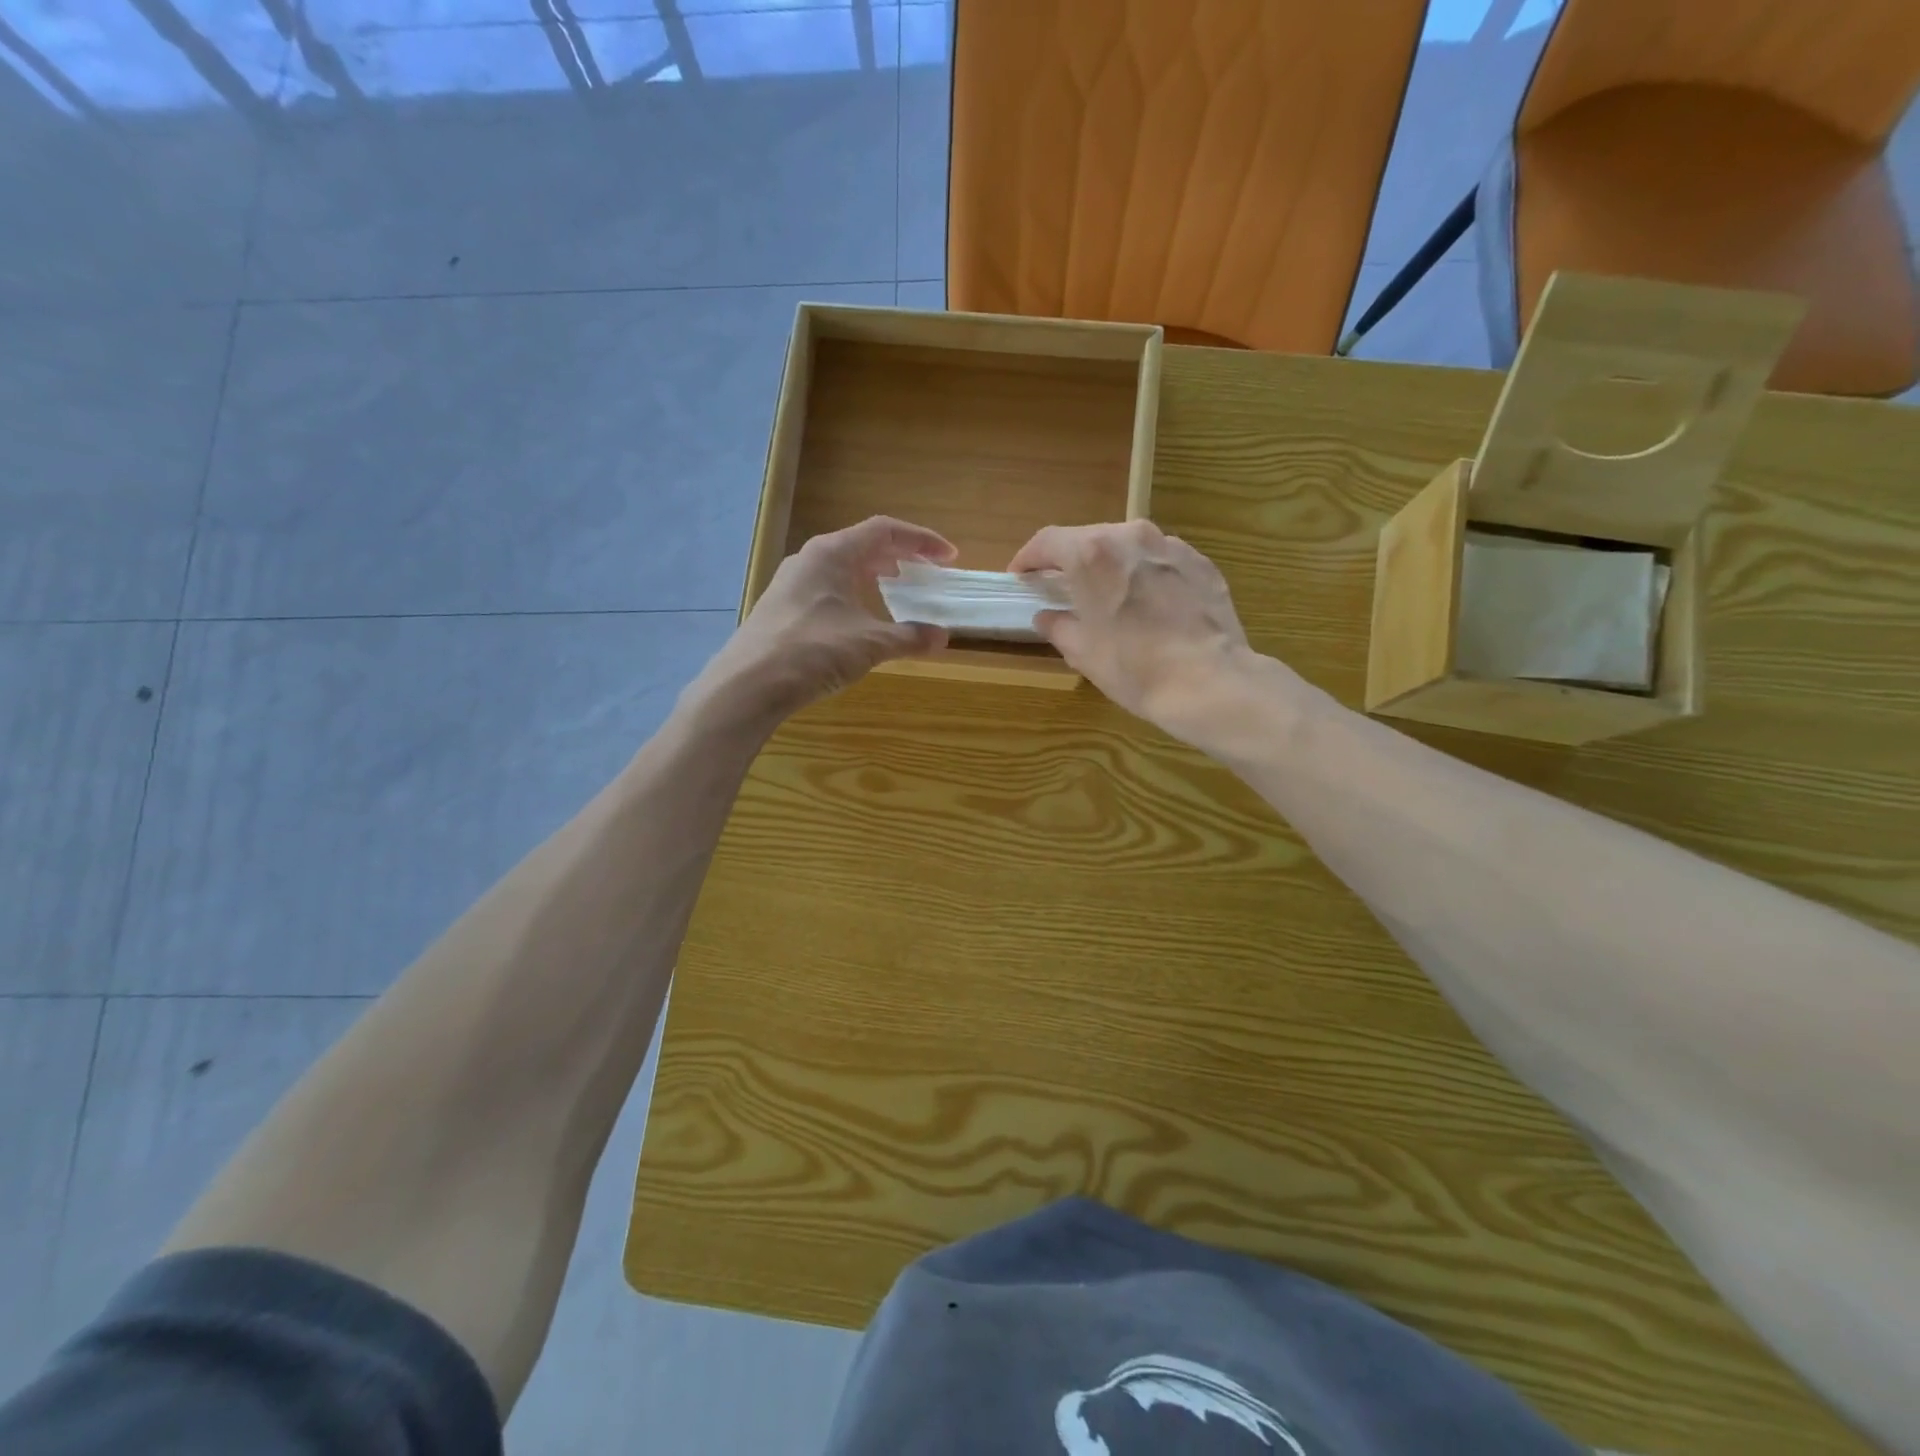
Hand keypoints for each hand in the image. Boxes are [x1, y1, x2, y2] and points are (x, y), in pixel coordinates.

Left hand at [689, 516, 956, 730]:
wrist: (749, 684)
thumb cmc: (813, 651)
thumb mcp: (870, 644)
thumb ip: (909, 637)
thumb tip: (942, 636)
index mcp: (832, 553)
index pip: (884, 530)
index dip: (921, 540)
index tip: (949, 557)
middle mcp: (809, 559)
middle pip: (862, 545)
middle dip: (899, 557)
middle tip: (926, 575)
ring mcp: (791, 584)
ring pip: (842, 568)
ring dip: (874, 576)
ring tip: (896, 593)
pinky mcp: (782, 609)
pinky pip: (827, 589)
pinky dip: (853, 595)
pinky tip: (860, 621)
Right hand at [1007, 520, 1252, 732]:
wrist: (1209, 683)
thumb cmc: (1134, 668)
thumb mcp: (1082, 652)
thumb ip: (1058, 626)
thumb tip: (1048, 616)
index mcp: (1092, 554)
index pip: (1046, 540)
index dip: (1028, 558)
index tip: (1020, 576)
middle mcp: (1130, 536)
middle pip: (1089, 538)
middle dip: (1070, 560)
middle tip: (1062, 587)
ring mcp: (1171, 547)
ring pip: (1128, 546)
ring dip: (1111, 565)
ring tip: (1108, 595)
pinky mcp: (1201, 563)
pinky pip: (1161, 561)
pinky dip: (1146, 575)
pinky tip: (1149, 605)